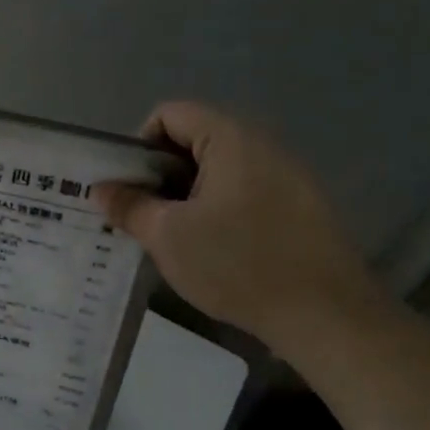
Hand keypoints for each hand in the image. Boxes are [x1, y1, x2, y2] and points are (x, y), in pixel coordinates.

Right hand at [90, 102, 382, 348]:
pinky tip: (213, 250)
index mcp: (230, 138)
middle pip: (194, 140)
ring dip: (187, 196)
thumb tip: (101, 189)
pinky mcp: (301, 205)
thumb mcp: (167, 236)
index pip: (169, 114)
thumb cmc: (238, 264)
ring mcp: (287, 174)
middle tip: (142, 217)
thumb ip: (130, 206)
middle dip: (160, 175)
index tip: (129, 189)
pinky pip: (245, 191)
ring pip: (218, 169)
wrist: (327, 315)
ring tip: (174, 238)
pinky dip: (218, 209)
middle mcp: (262, 144)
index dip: (138, 145)